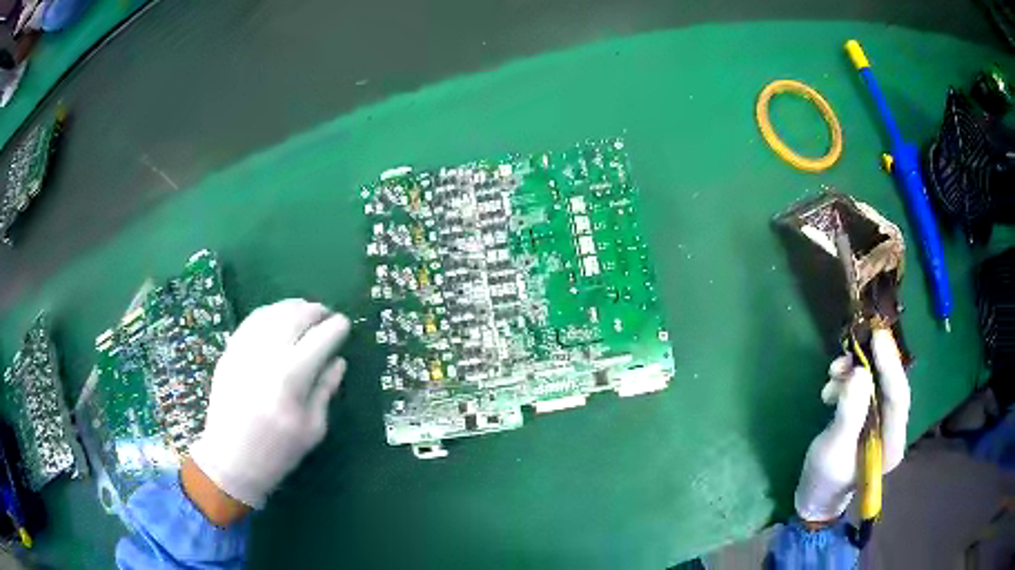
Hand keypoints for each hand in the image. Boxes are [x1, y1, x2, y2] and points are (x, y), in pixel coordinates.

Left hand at [187, 299, 349, 513]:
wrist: (231, 460)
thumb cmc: (277, 452)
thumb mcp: (312, 429)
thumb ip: (325, 390)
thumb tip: (338, 361)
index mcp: (291, 378)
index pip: (320, 339)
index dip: (336, 328)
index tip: (345, 325)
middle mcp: (267, 355)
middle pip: (295, 316)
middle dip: (315, 311)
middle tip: (327, 315)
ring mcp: (244, 350)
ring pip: (272, 312)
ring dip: (293, 307)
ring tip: (305, 312)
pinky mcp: (229, 352)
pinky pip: (252, 321)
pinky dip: (269, 313)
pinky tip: (278, 319)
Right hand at [794, 329, 910, 522]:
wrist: (815, 496)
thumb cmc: (824, 479)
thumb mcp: (833, 449)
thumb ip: (849, 413)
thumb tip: (859, 374)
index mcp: (892, 442)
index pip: (899, 397)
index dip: (890, 365)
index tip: (877, 336)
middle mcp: (893, 428)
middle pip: (891, 385)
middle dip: (873, 363)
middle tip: (856, 342)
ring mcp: (882, 422)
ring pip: (877, 384)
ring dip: (856, 372)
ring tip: (832, 373)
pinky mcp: (869, 417)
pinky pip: (865, 389)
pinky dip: (849, 381)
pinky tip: (831, 387)